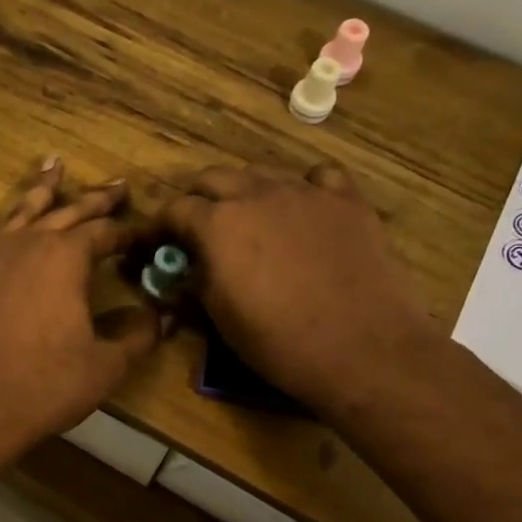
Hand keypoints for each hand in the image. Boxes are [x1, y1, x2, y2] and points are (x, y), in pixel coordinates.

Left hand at [0, 159, 158, 463]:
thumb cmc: (48, 384)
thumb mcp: (107, 364)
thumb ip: (139, 334)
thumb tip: (162, 315)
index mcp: (66, 258)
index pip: (104, 232)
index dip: (128, 231)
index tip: (145, 232)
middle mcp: (27, 246)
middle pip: (66, 213)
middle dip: (95, 199)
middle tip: (116, 185)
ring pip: (18, 215)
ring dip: (39, 192)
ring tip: (53, 166)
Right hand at [162, 163, 439, 417]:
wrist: (362, 348)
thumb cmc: (279, 342)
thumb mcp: (220, 318)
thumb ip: (195, 283)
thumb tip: (181, 273)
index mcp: (218, 224)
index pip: (175, 208)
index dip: (161, 226)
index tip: (159, 244)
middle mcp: (257, 194)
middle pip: (214, 178)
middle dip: (199, 200)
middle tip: (199, 230)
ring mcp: (306, 192)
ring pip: (262, 173)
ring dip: (246, 192)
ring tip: (250, 222)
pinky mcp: (347, 200)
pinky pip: (319, 177)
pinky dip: (304, 188)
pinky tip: (305, 211)